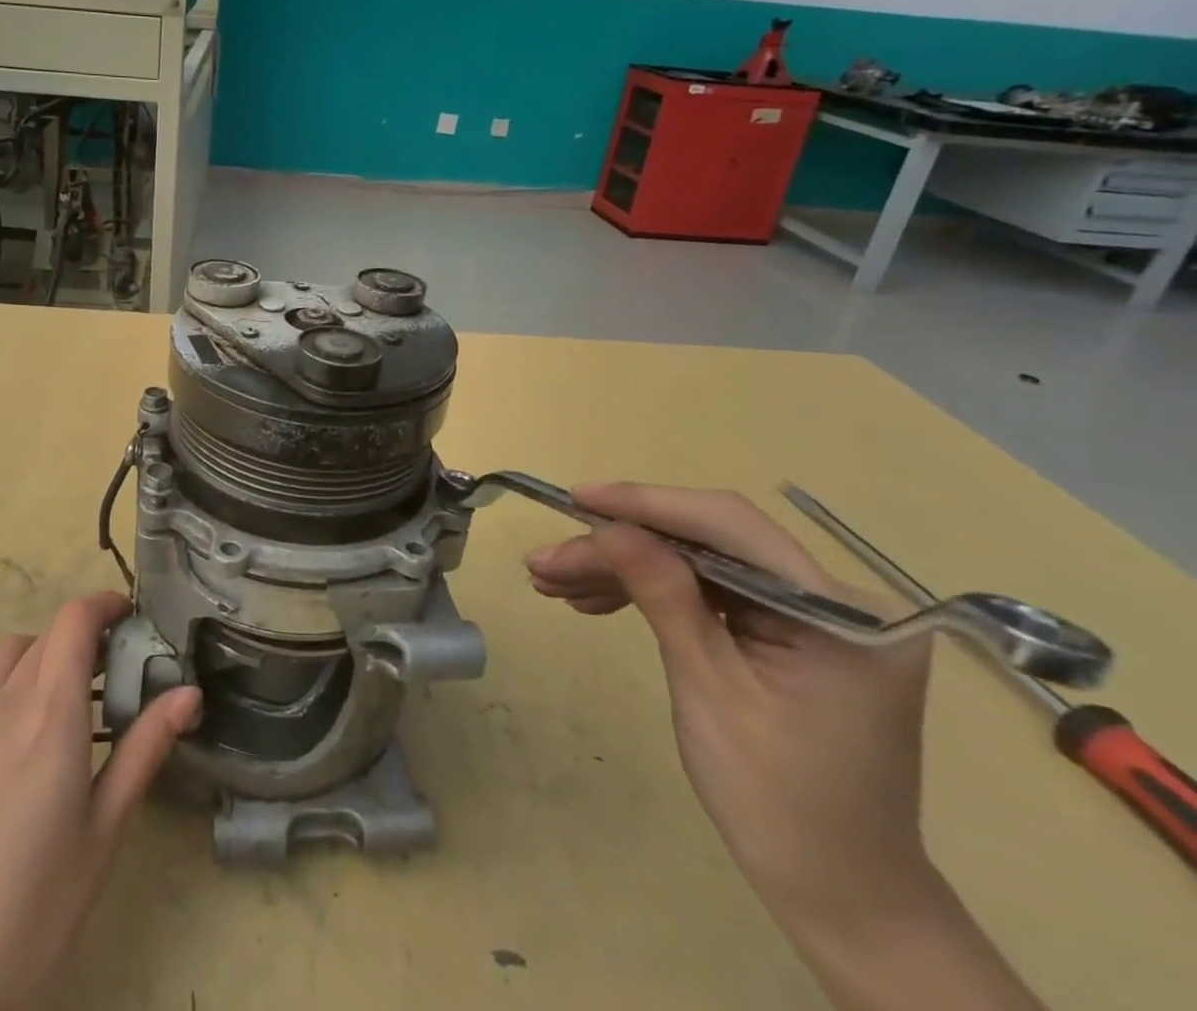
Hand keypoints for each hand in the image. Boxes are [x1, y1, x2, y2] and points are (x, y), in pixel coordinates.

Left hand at [0, 591, 200, 1010]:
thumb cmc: (35, 912)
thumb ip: (144, 750)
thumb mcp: (104, 833)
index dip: (103, 604)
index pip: (75, 621)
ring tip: (52, 695)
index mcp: (53, 716)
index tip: (128, 618)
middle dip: (79, 640)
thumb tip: (189, 693)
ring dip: (34, 657)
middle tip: (105, 675)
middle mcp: (2, 703)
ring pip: (0, 655)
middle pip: (44, 636)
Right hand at [527, 485, 1045, 1010]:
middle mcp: (833, 598)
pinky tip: (593, 599)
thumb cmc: (778, 803)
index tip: (576, 498)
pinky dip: (649, 592)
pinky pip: (706, 591)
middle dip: (620, 546)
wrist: (838, 892)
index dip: (647, 504)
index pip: (730, 527)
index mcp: (841, 613)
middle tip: (548, 562)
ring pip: (696, 562)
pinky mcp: (784, 629)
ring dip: (623, 569)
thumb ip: (664, 597)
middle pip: (706, 542)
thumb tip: (609, 525)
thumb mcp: (709, 692)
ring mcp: (809, 613)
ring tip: (554, 583)